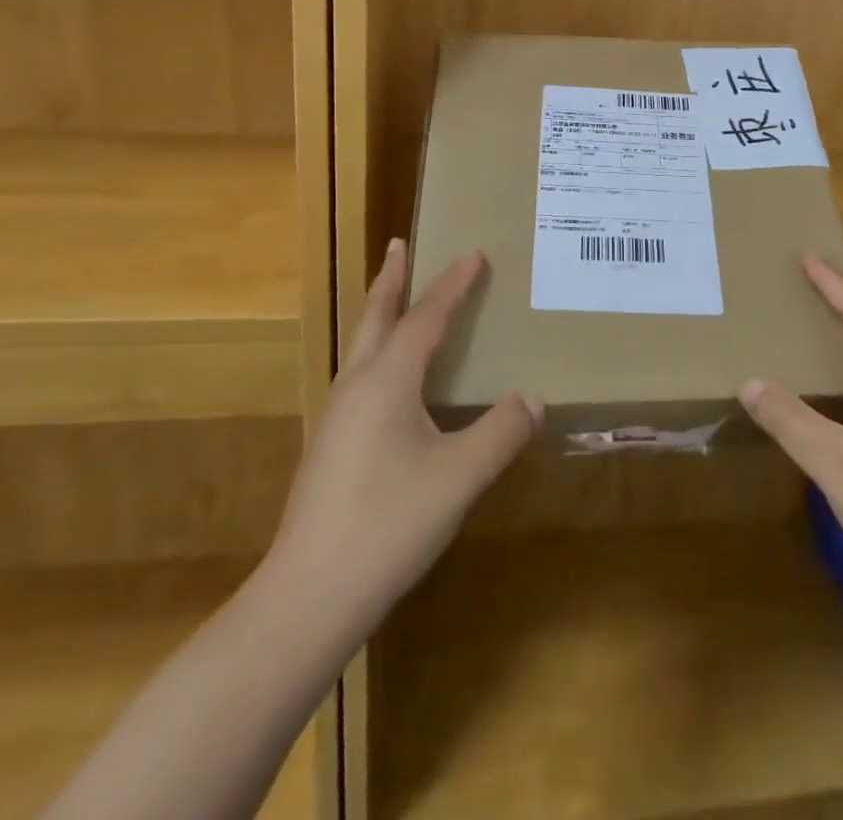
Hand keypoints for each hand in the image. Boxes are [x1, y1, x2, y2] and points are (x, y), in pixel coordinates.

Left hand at [262, 239, 540, 628]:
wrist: (309, 597)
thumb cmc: (388, 524)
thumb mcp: (459, 477)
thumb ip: (500, 433)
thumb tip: (533, 400)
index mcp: (387, 380)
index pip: (426, 318)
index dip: (453, 285)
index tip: (474, 253)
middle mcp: (358, 386)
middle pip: (376, 317)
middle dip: (392, 279)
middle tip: (399, 244)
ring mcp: (339, 416)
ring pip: (363, 346)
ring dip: (381, 312)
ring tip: (397, 296)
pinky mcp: (333, 445)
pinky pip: (362, 375)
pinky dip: (380, 350)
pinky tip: (393, 378)